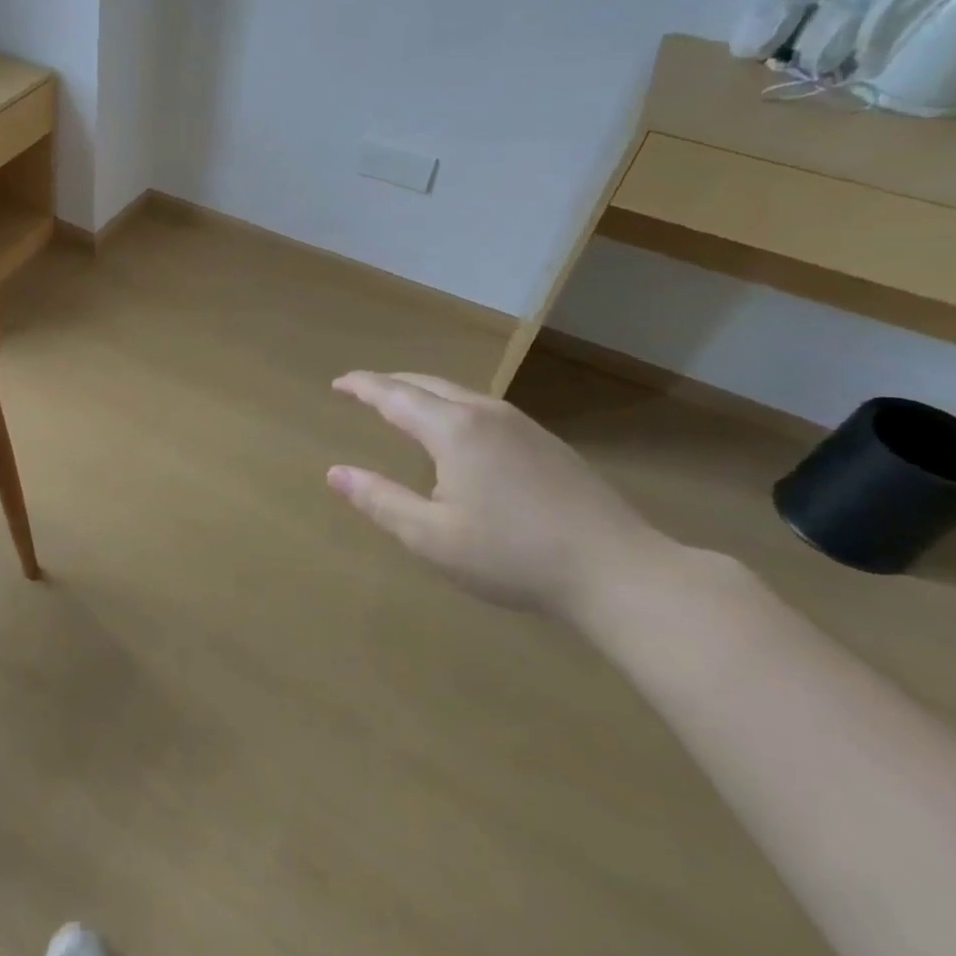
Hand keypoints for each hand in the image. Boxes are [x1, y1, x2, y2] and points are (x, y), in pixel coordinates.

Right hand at [327, 372, 675, 619]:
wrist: (620, 572)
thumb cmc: (513, 555)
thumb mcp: (431, 537)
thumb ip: (379, 500)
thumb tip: (335, 473)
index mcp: (453, 430)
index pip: (394, 395)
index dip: (362, 386)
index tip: (337, 383)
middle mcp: (485, 414)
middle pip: (427, 385)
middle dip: (390, 384)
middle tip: (362, 390)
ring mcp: (522, 426)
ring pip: (459, 394)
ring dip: (423, 394)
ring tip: (402, 407)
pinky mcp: (546, 443)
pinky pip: (483, 409)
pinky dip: (451, 408)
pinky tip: (457, 435)